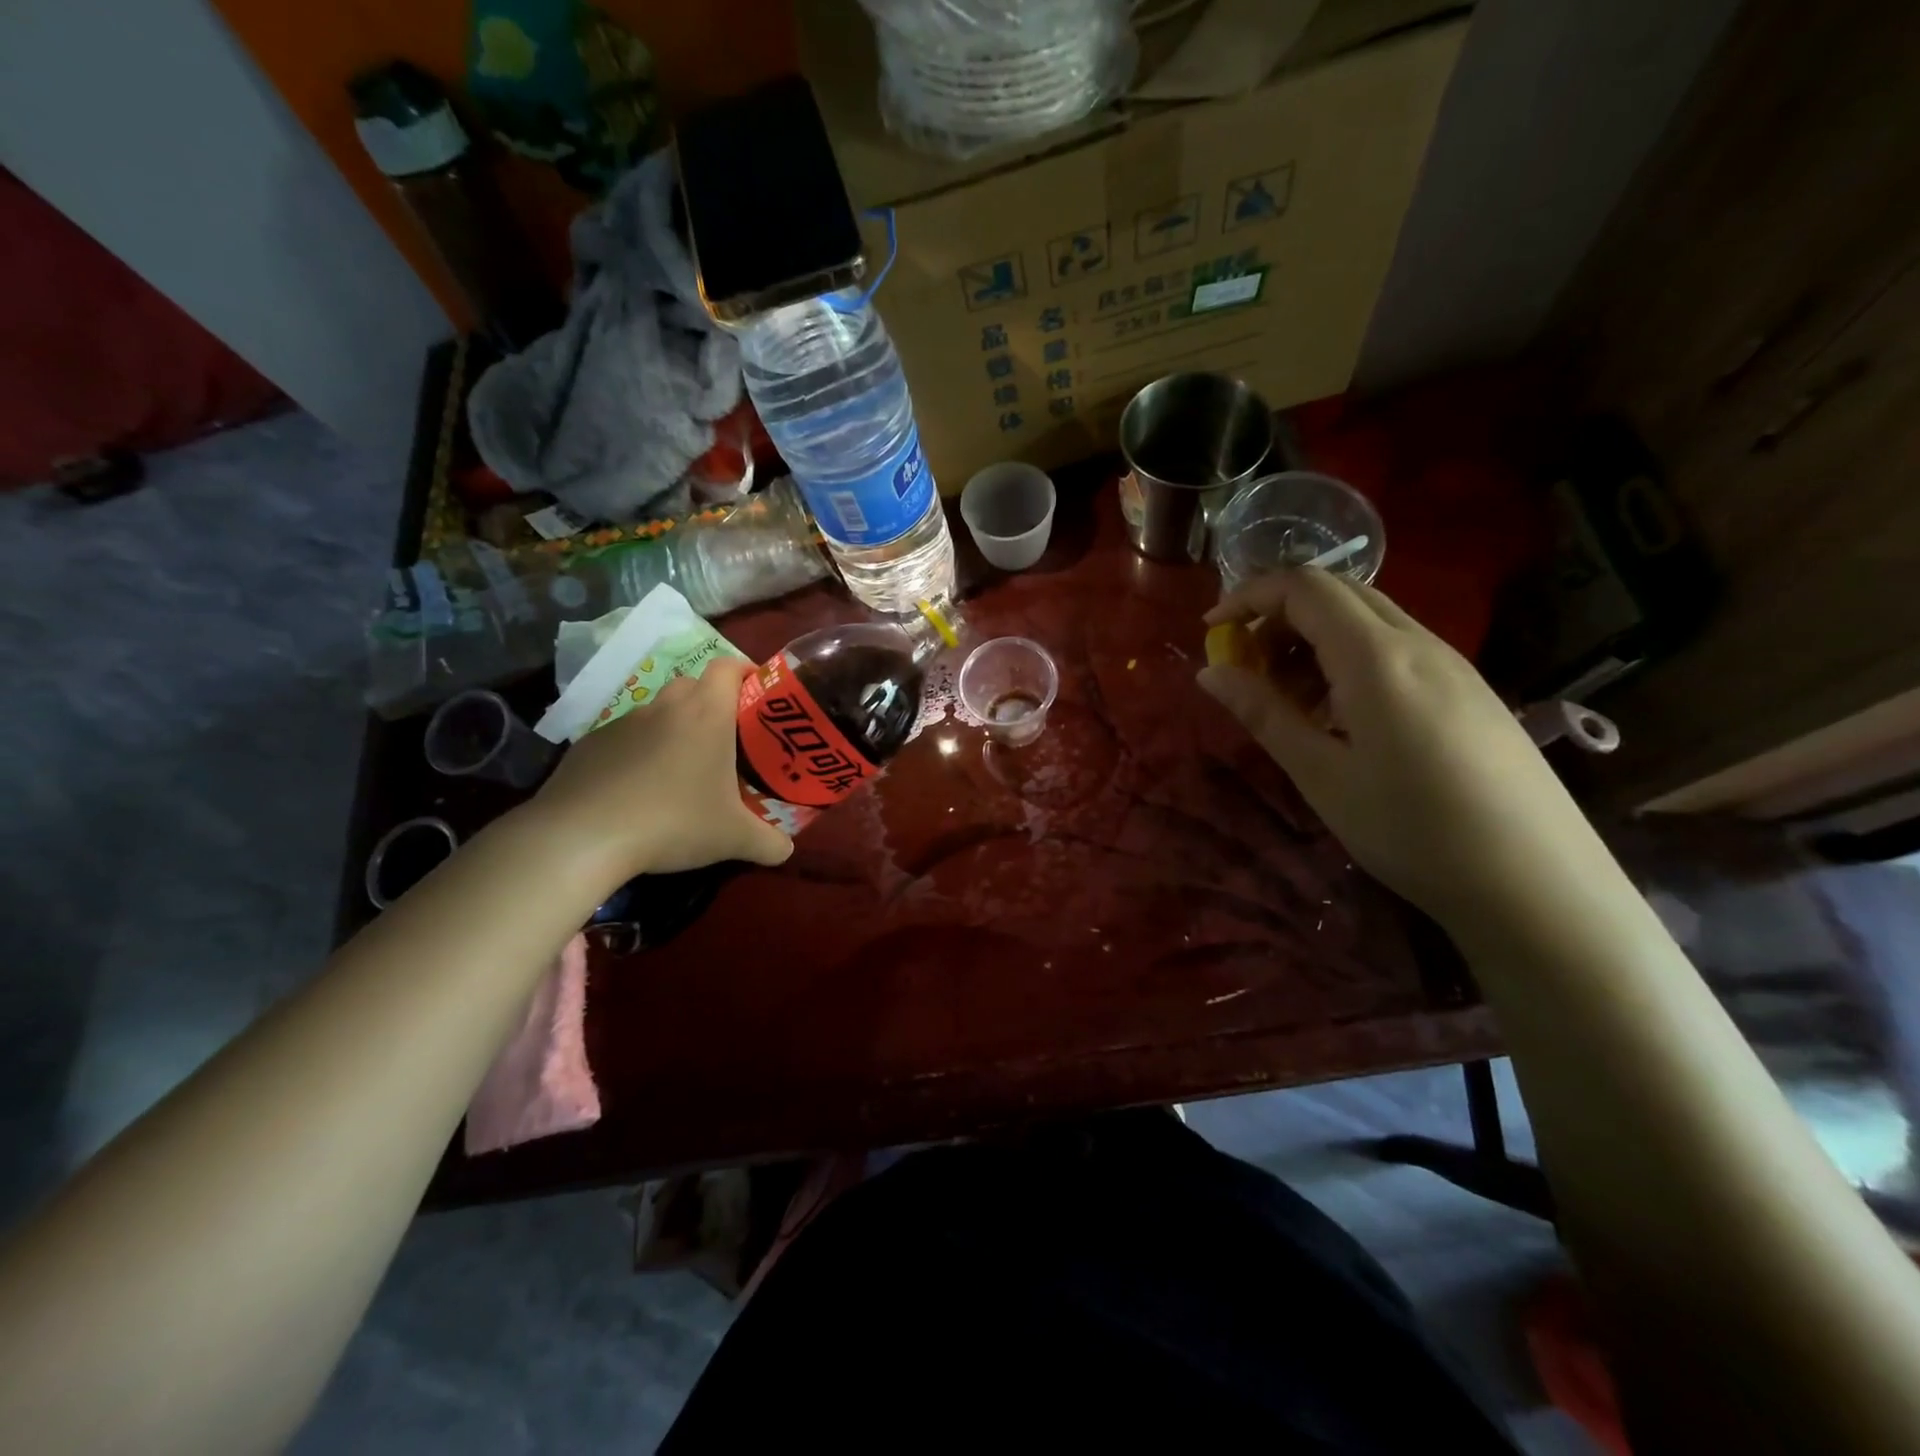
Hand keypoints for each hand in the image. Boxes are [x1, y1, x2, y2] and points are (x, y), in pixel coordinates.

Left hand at [526, 658, 792, 885]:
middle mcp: (666, 707)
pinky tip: (639, 789)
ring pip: (658, 711)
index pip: (729, 667)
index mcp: (706, 713)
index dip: (746, 671)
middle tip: (726, 736)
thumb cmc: (674, 822)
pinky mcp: (590, 744)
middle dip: (711, 701)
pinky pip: (625, 738)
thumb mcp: (733, 839)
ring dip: (673, 728)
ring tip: (682, 767)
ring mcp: (623, 722)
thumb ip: (769, 842)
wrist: (583, 836)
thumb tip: (787, 850)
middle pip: (693, 684)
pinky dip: (638, 752)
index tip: (757, 691)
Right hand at [1197, 570, 1608, 926]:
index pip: (1303, 587)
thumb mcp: (1321, 774)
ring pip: (1368, 620)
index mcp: (1376, 656)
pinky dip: (1349, 660)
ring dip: (1313, 640)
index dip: (1249, 597)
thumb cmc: (1412, 830)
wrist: (1536, 883)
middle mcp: (1418, 642)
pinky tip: (1342, 718)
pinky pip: (1396, 649)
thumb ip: (1264, 713)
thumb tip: (1210, 672)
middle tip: (1247, 667)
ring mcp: (1451, 664)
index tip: (1212, 632)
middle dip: (1279, 617)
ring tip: (1289, 702)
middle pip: (1337, 592)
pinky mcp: (1469, 689)